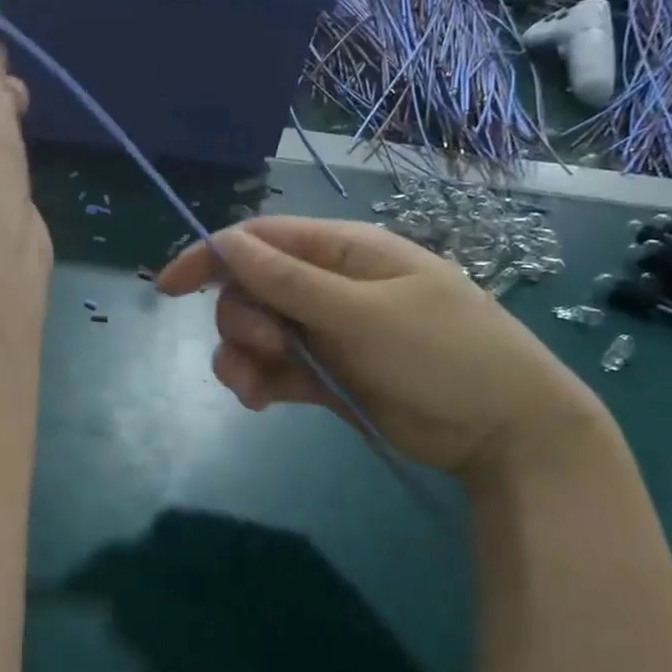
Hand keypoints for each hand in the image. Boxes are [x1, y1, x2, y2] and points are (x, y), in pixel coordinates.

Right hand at [157, 217, 607, 483]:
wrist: (504, 431)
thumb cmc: (442, 355)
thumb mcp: (362, 314)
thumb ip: (290, 282)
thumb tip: (228, 243)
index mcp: (344, 252)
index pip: (262, 240)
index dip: (210, 257)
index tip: (167, 289)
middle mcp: (330, 285)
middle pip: (252, 288)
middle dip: (241, 318)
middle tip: (266, 350)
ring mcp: (328, 331)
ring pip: (257, 331)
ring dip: (242, 357)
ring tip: (255, 389)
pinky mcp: (327, 373)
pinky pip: (274, 368)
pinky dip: (259, 381)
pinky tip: (261, 402)